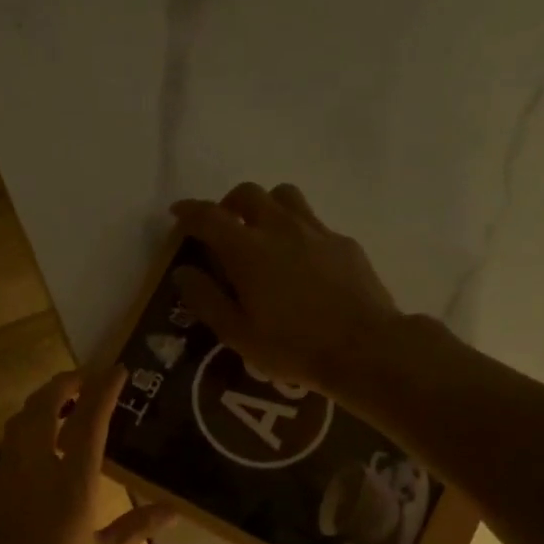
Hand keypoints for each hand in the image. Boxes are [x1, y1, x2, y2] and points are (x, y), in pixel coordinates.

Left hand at [0, 366, 175, 543]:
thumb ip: (135, 528)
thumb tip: (172, 511)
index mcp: (72, 487)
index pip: (88, 422)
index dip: (102, 390)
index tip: (116, 371)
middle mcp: (36, 472)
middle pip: (43, 408)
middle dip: (63, 385)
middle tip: (85, 381)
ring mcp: (8, 482)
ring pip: (20, 424)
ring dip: (42, 405)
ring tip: (67, 408)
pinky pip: (11, 449)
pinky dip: (29, 433)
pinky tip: (47, 449)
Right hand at [171, 183, 400, 398]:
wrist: (365, 349)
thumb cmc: (294, 347)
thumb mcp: (238, 334)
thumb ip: (206, 299)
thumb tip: (183, 272)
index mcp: (247, 250)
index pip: (209, 216)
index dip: (188, 211)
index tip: (178, 214)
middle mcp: (280, 228)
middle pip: (248, 194)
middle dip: (228, 205)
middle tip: (223, 228)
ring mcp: (316, 232)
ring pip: (285, 196)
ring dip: (266, 207)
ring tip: (263, 233)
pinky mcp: (344, 243)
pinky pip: (313, 222)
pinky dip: (297, 230)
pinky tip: (302, 261)